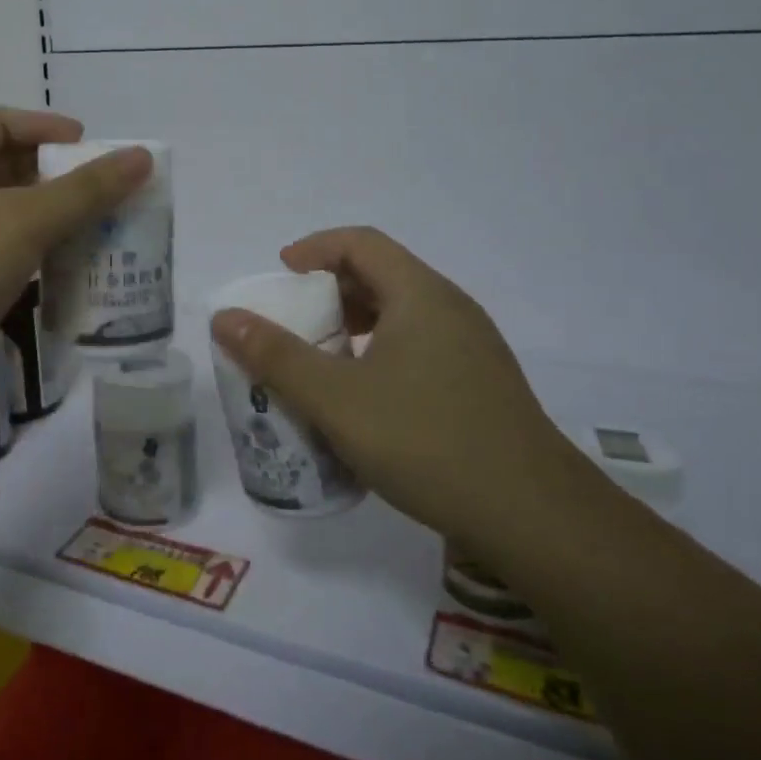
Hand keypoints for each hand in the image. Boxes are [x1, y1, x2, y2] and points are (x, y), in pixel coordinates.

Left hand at [0, 108, 148, 409]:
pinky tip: (52, 272)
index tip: (89, 145)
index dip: (45, 127)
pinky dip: (23, 252)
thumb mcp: (26, 221)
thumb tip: (142, 157)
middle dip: (50, 175)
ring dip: (41, 217)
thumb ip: (87, 189)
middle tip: (95, 192)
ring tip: (87, 231)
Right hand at [210, 227, 586, 560]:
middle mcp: (451, 309)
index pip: (361, 243)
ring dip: (356, 325)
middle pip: (382, 275)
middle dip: (330, 290)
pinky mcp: (481, 383)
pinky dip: (381, 352)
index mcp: (420, 295)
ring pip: (403, 314)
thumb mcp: (336, 399)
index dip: (314, 248)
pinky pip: (420, 346)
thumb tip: (226, 318)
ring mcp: (473, 347)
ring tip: (322, 360)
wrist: (533, 516)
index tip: (280, 274)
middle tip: (293, 321)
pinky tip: (366, 398)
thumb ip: (276, 356)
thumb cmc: (426, 442)